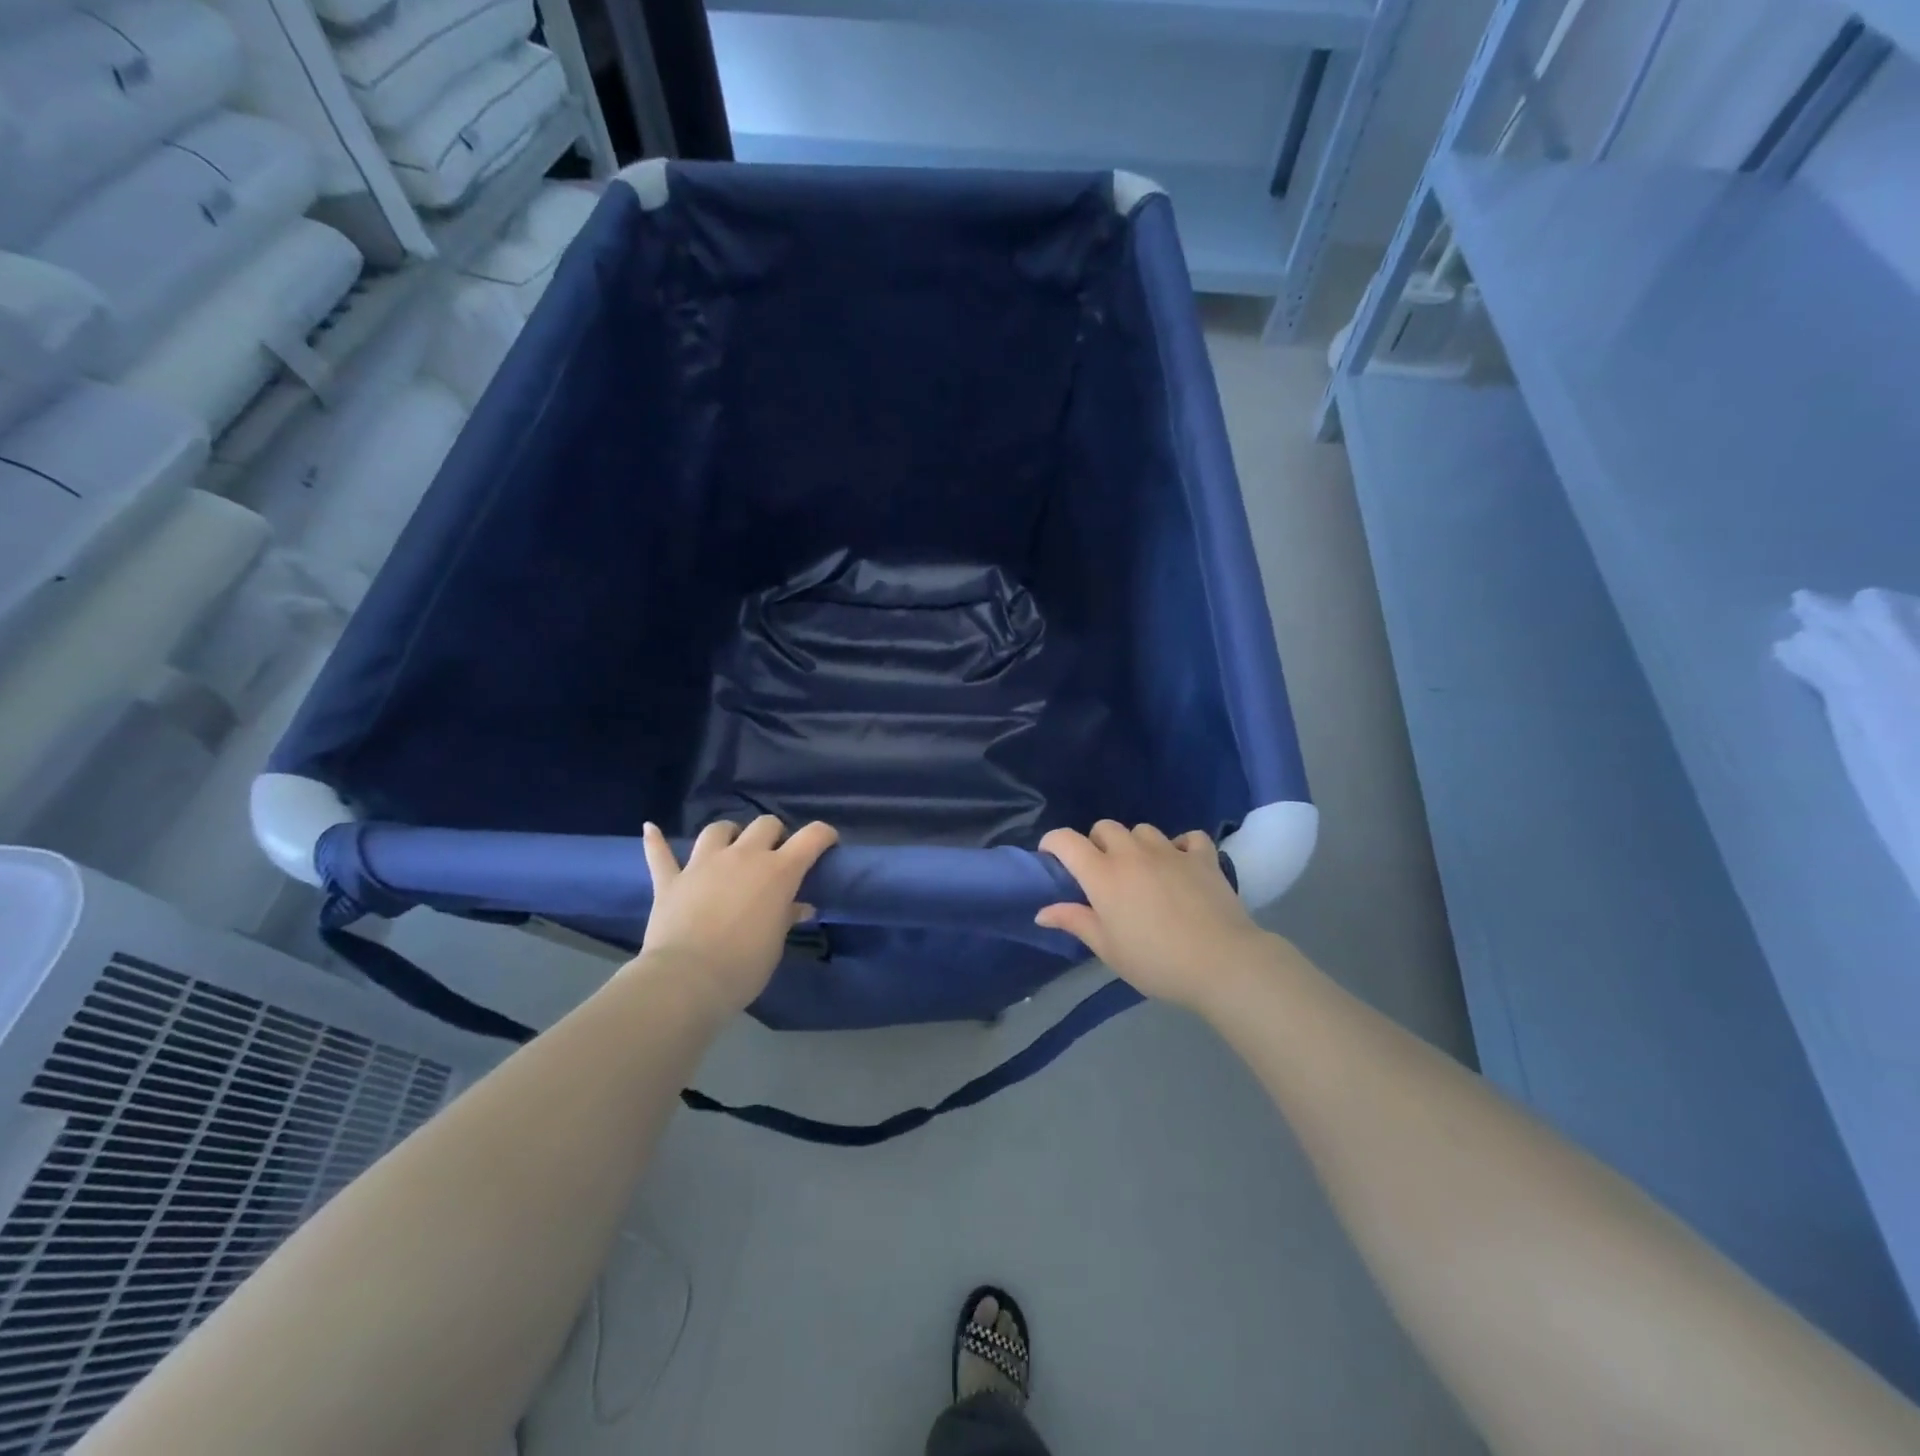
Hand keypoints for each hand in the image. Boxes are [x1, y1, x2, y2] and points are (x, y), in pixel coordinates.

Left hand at [636, 816, 837, 1016]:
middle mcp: (743, 856)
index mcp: (778, 871)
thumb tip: (800, 907)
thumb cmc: (744, 966)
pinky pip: (660, 853)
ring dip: (728, 834)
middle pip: (765, 824)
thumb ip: (787, 917)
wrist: (687, 980)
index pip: (811, 837)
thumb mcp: (776, 944)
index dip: (823, 835)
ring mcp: (703, 864)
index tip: (827, 842)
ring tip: (730, 846)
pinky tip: (651, 829)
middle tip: (774, 854)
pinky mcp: (671, 879)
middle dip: (774, 834)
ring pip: (718, 830)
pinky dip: (657, 841)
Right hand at [1036, 821, 1277, 1013]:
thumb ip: (1074, 922)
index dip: (1052, 842)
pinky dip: (1181, 846)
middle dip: (1096, 843)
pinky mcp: (1203, 857)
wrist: (1221, 962)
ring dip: (1135, 844)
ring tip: (1142, 870)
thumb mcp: (1108, 949)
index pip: (1066, 841)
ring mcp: (1170, 851)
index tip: (1051, 858)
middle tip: (1102, 873)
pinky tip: (1182, 865)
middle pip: (1105, 827)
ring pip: (1143, 830)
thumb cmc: (1155, 961)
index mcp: (1103, 875)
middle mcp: (1132, 853)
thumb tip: (1042, 912)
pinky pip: (1189, 838)